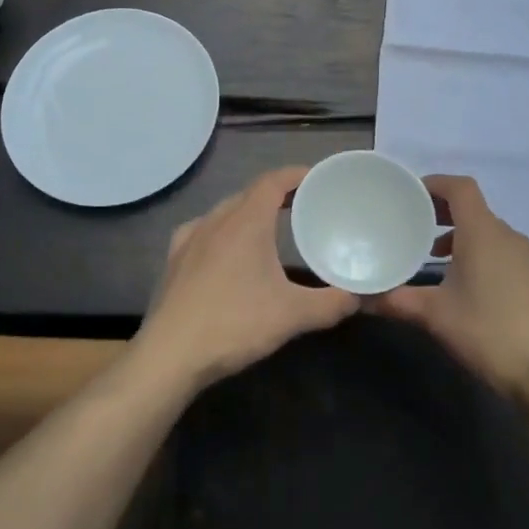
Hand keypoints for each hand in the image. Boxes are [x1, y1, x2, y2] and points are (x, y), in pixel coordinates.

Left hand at [130, 166, 357, 392]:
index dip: (296, 174)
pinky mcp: (174, 259)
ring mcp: (190, 238)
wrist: (171, 354)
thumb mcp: (292, 315)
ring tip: (269, 227)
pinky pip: (203, 230)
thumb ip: (330, 303)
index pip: (273, 181)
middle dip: (276, 195)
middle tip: (302, 206)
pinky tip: (225, 250)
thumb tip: (357, 297)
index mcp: (246, 222)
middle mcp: (215, 220)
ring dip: (249, 212)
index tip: (317, 178)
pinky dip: (222, 231)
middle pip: (250, 194)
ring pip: (225, 211)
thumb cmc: (234, 324)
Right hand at [371, 175, 528, 398]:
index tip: (414, 195)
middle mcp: (511, 237)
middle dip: (446, 215)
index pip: (461, 188)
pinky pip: (513, 258)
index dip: (437, 184)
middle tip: (420, 232)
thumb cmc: (487, 333)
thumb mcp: (434, 316)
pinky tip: (481, 293)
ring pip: (495, 236)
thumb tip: (361, 299)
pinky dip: (491, 260)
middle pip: (476, 211)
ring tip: (445, 264)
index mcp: (483, 234)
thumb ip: (396, 301)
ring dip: (468, 240)